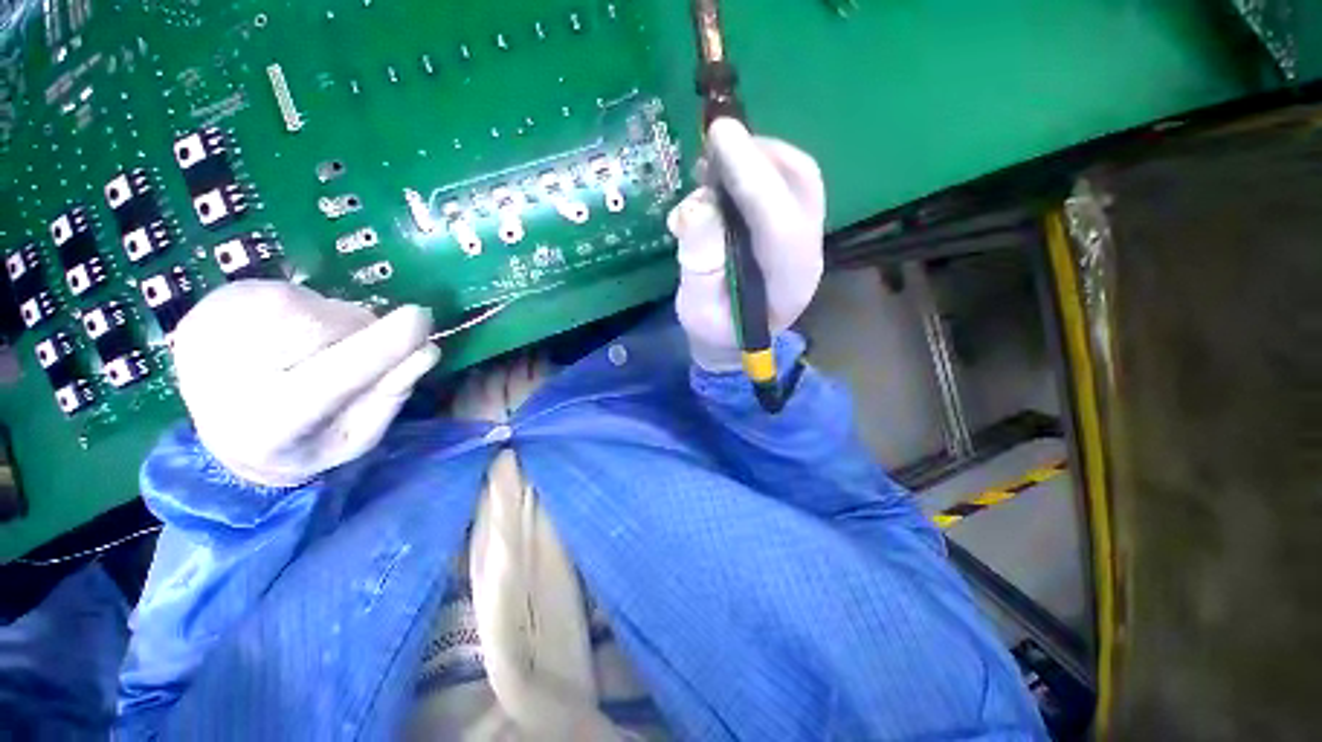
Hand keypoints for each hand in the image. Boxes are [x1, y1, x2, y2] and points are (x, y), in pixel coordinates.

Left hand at [170, 281, 439, 487]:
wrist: (224, 435)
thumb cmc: (306, 443)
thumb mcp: (359, 436)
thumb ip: (392, 395)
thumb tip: (427, 350)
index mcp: (274, 424)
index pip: (337, 375)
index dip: (383, 345)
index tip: (421, 317)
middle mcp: (229, 375)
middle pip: (325, 328)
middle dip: (358, 332)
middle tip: (353, 354)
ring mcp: (209, 333)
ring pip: (308, 304)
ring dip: (335, 321)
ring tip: (314, 350)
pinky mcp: (209, 305)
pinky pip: (287, 291)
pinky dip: (308, 309)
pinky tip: (289, 338)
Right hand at [667, 118, 825, 371]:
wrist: (732, 339)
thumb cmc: (714, 330)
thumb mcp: (697, 308)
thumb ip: (698, 263)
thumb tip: (698, 205)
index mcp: (787, 284)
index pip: (778, 222)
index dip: (750, 177)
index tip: (719, 135)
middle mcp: (807, 253)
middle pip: (801, 183)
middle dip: (759, 154)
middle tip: (714, 146)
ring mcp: (806, 237)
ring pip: (798, 175)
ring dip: (757, 156)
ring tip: (714, 163)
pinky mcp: (795, 227)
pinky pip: (786, 181)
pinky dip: (757, 166)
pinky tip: (726, 176)